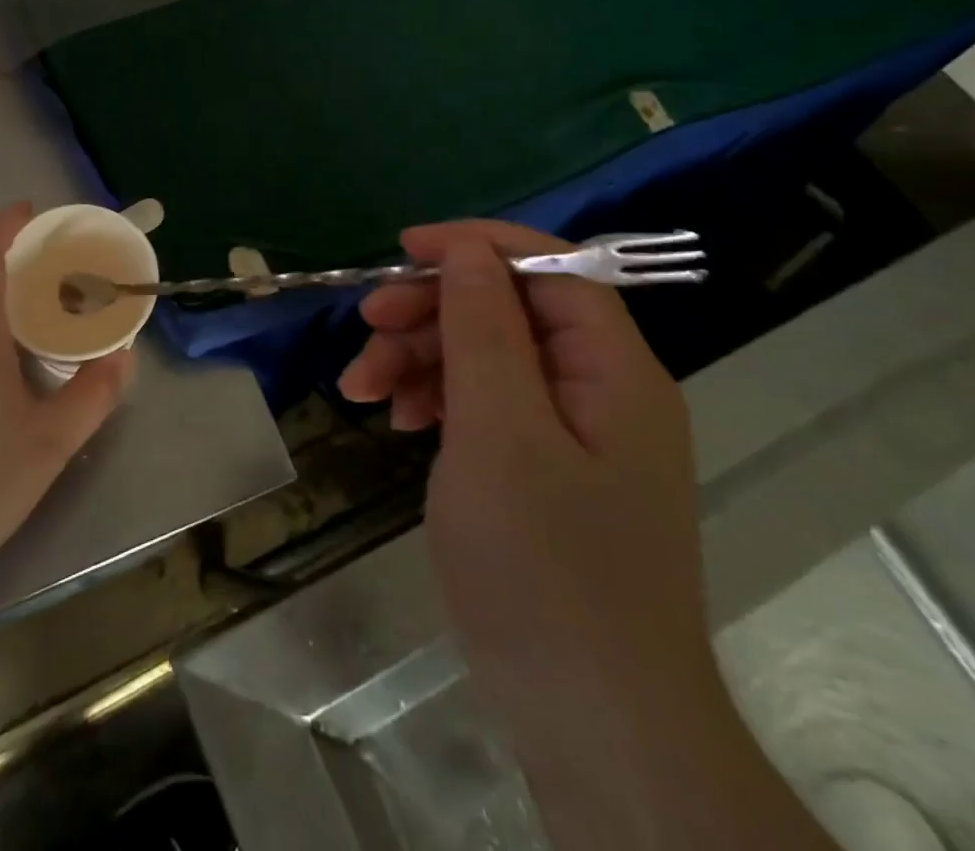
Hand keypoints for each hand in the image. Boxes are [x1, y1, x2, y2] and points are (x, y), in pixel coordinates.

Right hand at [340, 220, 720, 736]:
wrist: (592, 728)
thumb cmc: (544, 569)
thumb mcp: (499, 431)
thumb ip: (484, 329)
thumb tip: (468, 252)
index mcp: (613, 369)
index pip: (551, 268)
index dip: (476, 246)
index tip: (403, 251)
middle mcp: (600, 390)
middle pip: (508, 312)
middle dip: (432, 311)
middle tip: (366, 328)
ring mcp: (571, 434)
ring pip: (487, 358)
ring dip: (421, 359)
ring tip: (361, 388)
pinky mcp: (543, 471)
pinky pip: (486, 407)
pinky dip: (437, 403)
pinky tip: (398, 420)